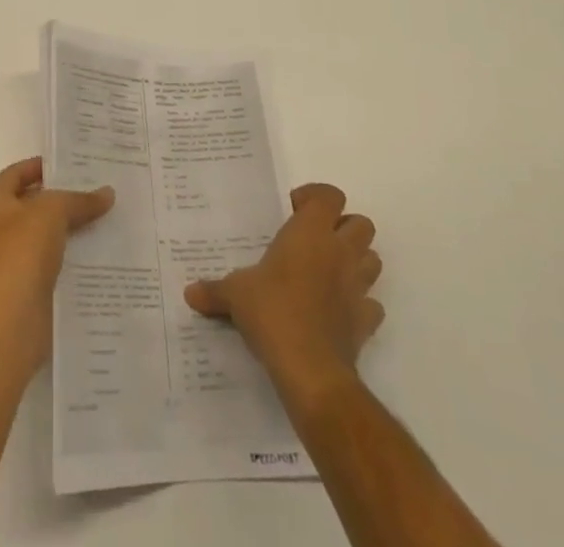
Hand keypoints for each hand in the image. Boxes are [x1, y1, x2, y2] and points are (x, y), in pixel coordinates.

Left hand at [0, 157, 113, 372]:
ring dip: (68, 233)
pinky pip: (50, 268)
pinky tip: (96, 257)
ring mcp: (8, 264)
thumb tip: (107, 193)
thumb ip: (79, 200)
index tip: (73, 165)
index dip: (42, 166)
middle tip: (95, 192)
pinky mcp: (24, 292)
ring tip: (103, 221)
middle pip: (31, 207)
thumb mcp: (53, 211)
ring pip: (43, 239)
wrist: (9, 320)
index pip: (16, 173)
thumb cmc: (21, 250)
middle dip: (61, 201)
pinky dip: (69, 262)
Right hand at [185, 183, 383, 397]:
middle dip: (343, 227)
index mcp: (310, 232)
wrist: (310, 369)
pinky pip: (371, 305)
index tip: (294, 210)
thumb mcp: (235, 294)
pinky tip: (338, 311)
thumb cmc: (272, 312)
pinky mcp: (365, 322)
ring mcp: (357, 287)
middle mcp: (339, 252)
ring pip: (373, 260)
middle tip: (314, 240)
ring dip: (356, 261)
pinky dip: (360, 304)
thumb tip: (189, 293)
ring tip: (328, 272)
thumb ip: (214, 290)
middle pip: (362, 224)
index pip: (330, 196)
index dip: (315, 197)